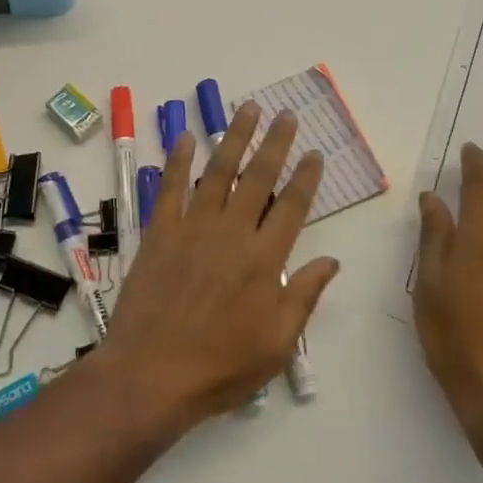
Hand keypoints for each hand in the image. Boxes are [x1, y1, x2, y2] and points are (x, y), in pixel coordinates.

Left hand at [97, 103, 338, 429]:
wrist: (150, 375)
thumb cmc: (220, 367)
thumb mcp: (276, 345)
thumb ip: (304, 297)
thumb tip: (331, 261)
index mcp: (265, 259)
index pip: (293, 206)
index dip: (306, 176)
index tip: (314, 152)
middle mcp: (233, 232)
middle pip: (259, 176)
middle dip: (275, 142)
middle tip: (286, 114)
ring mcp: (194, 227)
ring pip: (219, 171)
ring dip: (235, 137)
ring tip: (247, 108)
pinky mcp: (161, 231)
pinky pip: (171, 187)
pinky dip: (178, 160)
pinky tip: (185, 136)